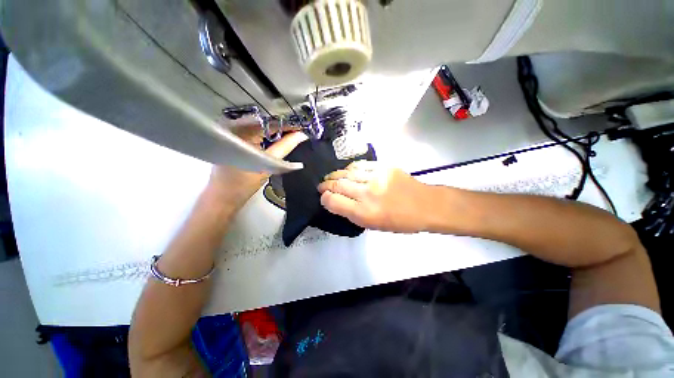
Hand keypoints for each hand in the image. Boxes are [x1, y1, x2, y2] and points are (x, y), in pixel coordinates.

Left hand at [208, 128, 307, 208]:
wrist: (223, 198)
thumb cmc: (243, 184)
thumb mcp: (268, 164)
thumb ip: (285, 147)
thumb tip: (302, 135)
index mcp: (240, 131)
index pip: (270, 121)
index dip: (288, 124)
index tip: (304, 127)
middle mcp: (234, 126)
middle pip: (265, 121)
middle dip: (284, 126)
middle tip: (301, 131)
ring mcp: (232, 132)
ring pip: (261, 127)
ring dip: (277, 131)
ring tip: (293, 134)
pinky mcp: (233, 139)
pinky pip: (255, 133)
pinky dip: (268, 136)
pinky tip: (279, 140)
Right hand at [317, 161, 432, 232]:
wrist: (424, 204)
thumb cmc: (399, 221)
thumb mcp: (373, 225)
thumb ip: (353, 214)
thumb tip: (337, 203)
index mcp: (364, 213)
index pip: (334, 202)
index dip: (325, 199)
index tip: (323, 197)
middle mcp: (366, 194)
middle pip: (338, 185)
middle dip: (326, 185)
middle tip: (322, 186)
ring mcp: (375, 177)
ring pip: (346, 173)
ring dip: (335, 175)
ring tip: (330, 177)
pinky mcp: (383, 167)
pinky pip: (360, 165)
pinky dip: (350, 168)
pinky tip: (347, 171)